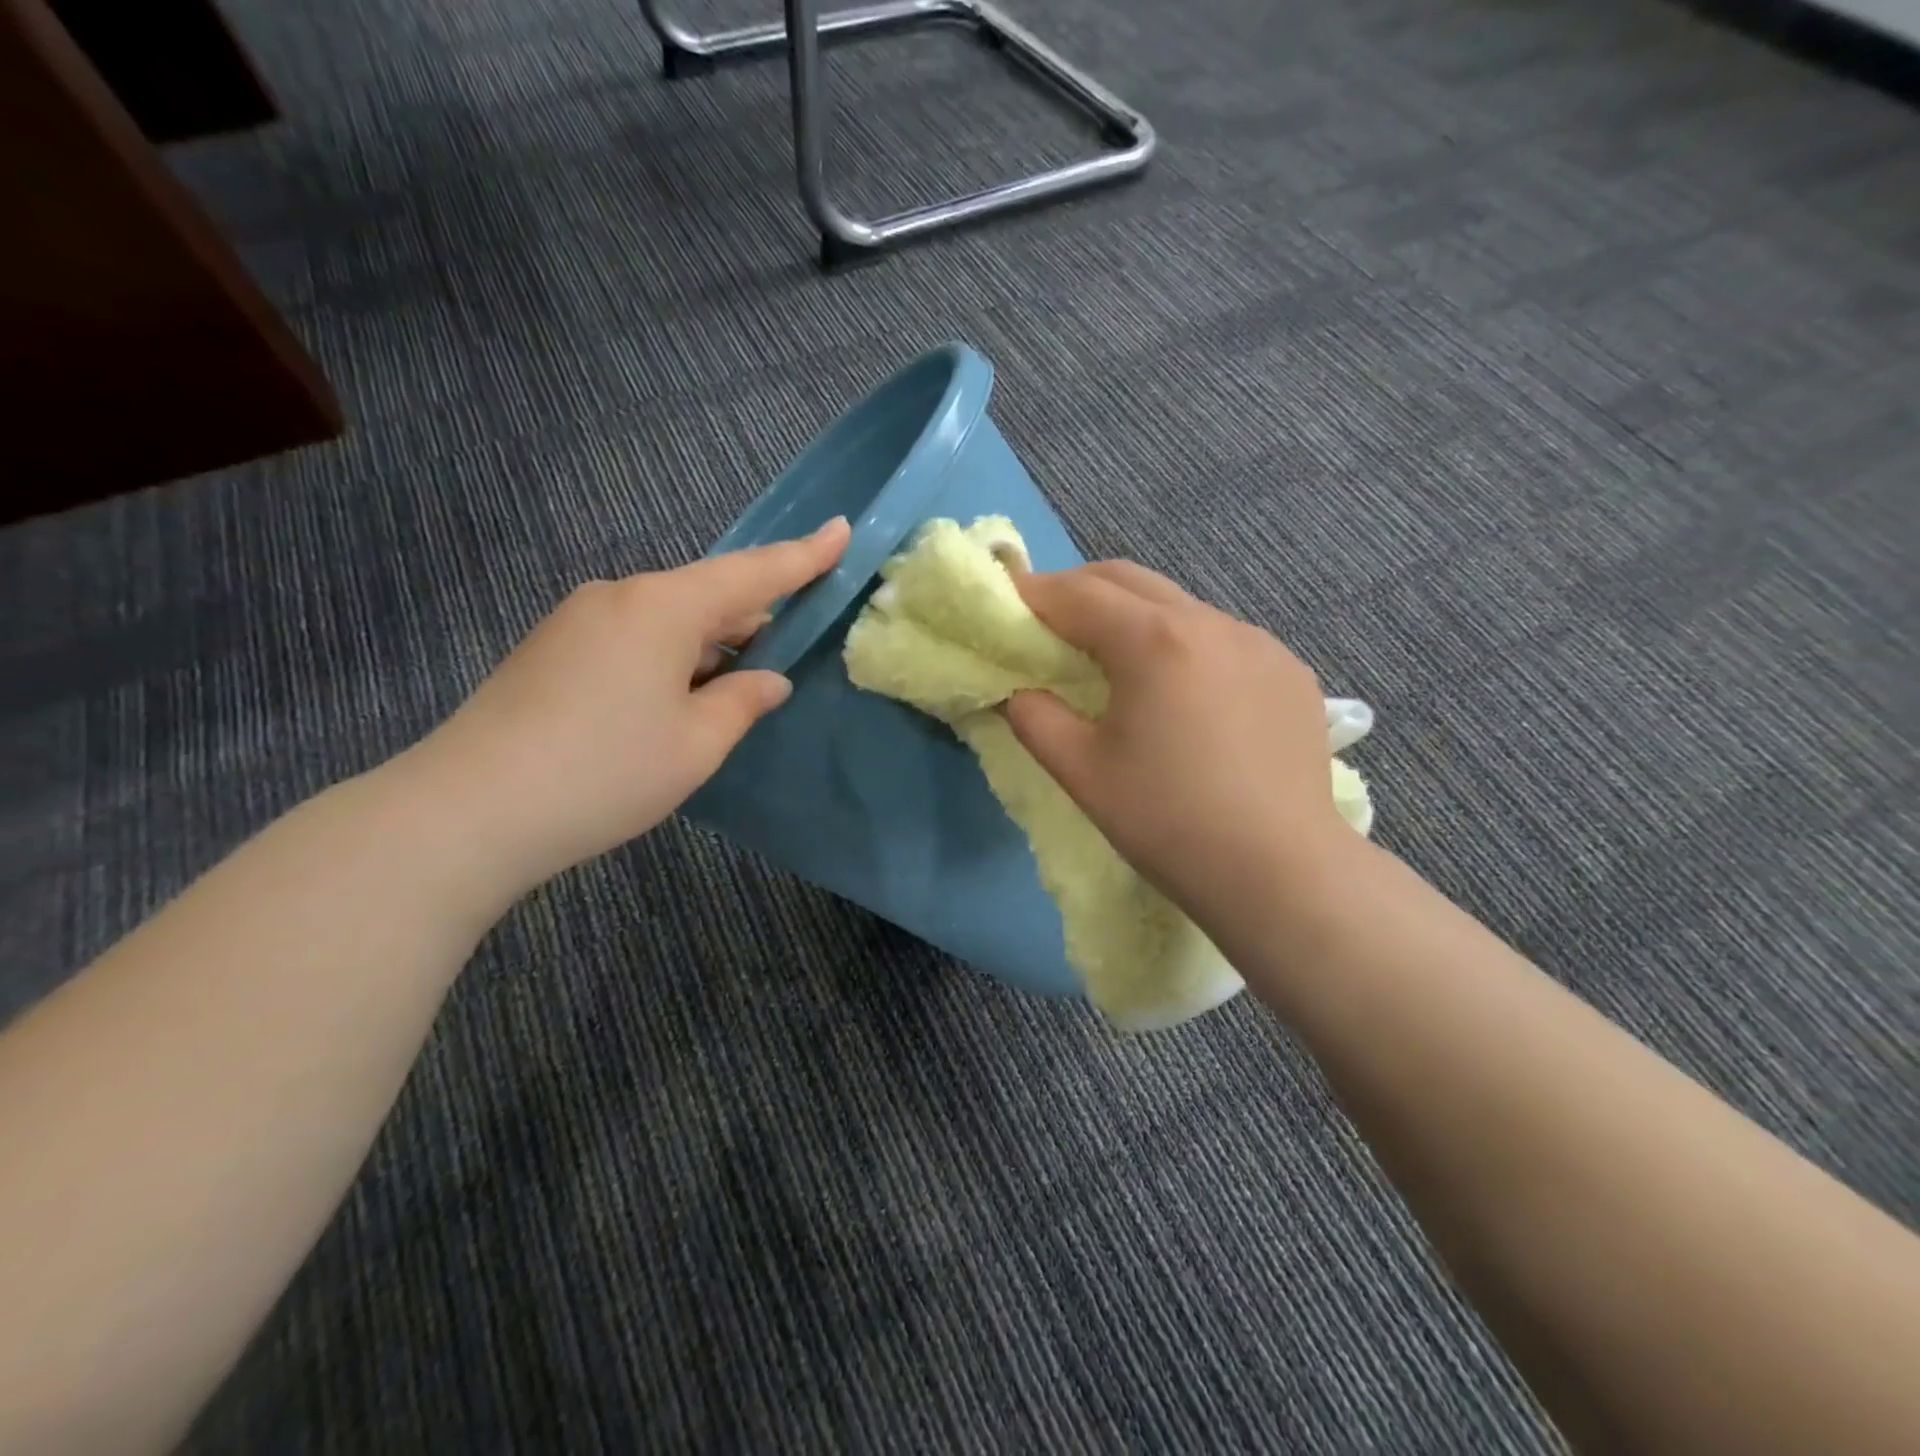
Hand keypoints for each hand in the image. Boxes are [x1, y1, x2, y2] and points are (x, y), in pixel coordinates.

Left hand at [412, 518, 850, 893]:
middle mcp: (620, 597)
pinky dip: (670, 657)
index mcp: (664, 607)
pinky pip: (633, 636)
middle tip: (788, 644)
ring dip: (709, 643)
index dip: (802, 556)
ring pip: (667, 618)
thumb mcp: (696, 744)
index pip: (752, 574)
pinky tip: (674, 698)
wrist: (470, 810)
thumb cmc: (606, 772)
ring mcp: (578, 620)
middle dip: (752, 615)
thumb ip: (742, 702)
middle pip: (707, 593)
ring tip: (733, 683)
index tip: (841, 529)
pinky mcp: (552, 649)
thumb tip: (767, 680)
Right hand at [1005, 562, 1359, 932]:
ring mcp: (1259, 643)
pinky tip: (1182, 692)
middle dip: (1079, 591)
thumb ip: (1034, 717)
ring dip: (1134, 617)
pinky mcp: (1289, 672)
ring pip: (1179, 606)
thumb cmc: (1167, 822)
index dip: (1033, 594)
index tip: (1005, 603)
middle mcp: (1210, 622)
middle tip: (1049, 624)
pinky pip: (1222, 638)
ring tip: (1115, 661)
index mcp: (1153, 641)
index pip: (1077, 594)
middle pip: (1129, 580)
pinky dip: (1183, 645)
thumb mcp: (1081, 771)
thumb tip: (1017, 690)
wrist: (1281, 873)